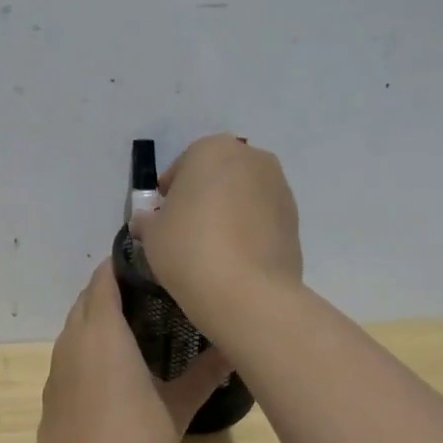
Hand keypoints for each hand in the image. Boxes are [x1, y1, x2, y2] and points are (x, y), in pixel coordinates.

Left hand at [26, 261, 228, 442]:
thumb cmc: (133, 439)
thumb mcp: (177, 407)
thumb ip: (205, 374)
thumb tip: (235, 348)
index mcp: (102, 331)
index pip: (105, 278)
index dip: (123, 263)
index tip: (151, 260)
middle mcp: (73, 339)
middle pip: (88, 297)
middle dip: (113, 287)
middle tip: (152, 291)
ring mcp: (57, 365)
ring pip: (75, 324)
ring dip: (98, 315)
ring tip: (135, 323)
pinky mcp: (51, 390)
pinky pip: (69, 351)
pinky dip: (87, 344)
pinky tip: (112, 364)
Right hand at [132, 134, 301, 332]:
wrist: (248, 293)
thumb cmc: (189, 250)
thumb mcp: (151, 234)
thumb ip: (148, 220)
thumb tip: (147, 220)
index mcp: (212, 149)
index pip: (182, 166)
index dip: (168, 194)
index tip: (162, 220)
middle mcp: (251, 158)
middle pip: (217, 175)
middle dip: (203, 197)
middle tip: (186, 231)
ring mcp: (279, 187)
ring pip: (243, 195)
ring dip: (228, 212)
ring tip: (213, 248)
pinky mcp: (295, 218)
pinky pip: (262, 218)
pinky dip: (249, 230)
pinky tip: (235, 259)